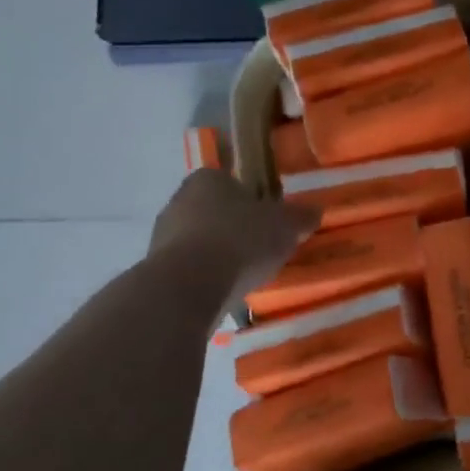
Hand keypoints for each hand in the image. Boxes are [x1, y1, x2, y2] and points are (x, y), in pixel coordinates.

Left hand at [147, 170, 316, 309]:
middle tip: (261, 249)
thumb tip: (314, 211)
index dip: (253, 201)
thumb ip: (300, 216)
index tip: (269, 221)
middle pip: (215, 211)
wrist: (188, 286)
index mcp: (209, 178)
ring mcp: (162, 234)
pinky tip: (222, 292)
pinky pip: (188, 268)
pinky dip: (204, 277)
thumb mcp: (285, 225)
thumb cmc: (240, 240)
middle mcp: (179, 199)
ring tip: (244, 276)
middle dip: (235, 228)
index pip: (233, 182)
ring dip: (218, 254)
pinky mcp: (154, 268)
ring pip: (199, 240)